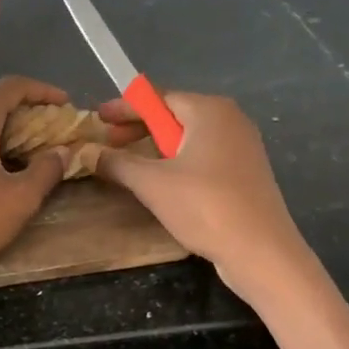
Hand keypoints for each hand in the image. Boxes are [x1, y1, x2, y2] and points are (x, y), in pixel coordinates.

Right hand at [92, 91, 312, 296]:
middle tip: (109, 144)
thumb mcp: (152, 183)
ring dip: (157, 149)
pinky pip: (204, 157)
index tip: (98, 117)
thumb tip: (88, 152)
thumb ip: (117, 163)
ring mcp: (242, 147)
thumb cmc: (205, 206)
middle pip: (175, 115)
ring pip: (189, 139)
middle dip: (139, 129)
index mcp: (209, 111)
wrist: (260, 251)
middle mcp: (230, 120)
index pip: (158, 98)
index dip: (125, 108)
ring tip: (131, 166)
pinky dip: (178, 163)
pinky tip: (163, 183)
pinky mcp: (246, 173)